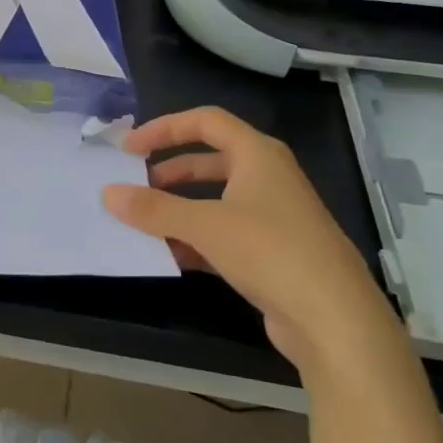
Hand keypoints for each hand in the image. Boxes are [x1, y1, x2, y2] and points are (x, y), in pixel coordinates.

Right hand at [103, 107, 398, 374]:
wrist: (335, 321)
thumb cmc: (271, 252)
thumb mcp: (205, 225)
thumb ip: (153, 209)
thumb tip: (108, 193)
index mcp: (258, 155)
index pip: (205, 122)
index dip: (164, 128)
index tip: (128, 147)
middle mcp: (267, 178)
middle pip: (208, 161)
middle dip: (168, 172)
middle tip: (134, 187)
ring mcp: (272, 217)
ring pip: (214, 200)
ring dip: (177, 209)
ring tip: (143, 224)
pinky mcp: (271, 253)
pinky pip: (222, 234)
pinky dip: (194, 239)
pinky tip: (169, 257)